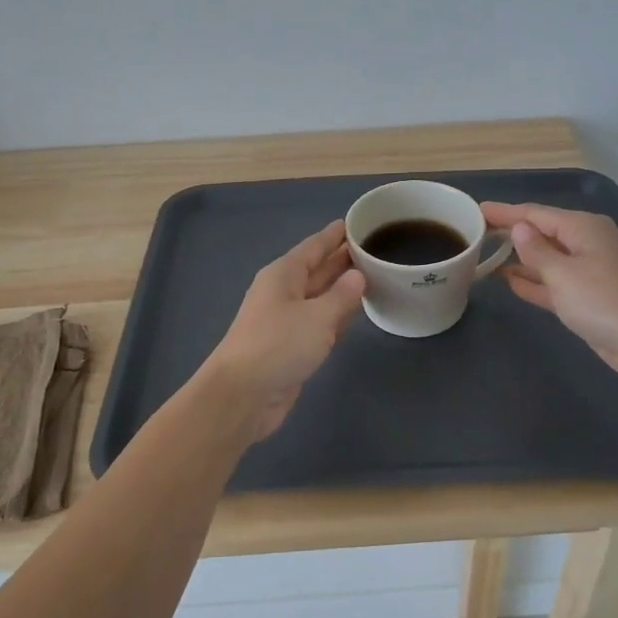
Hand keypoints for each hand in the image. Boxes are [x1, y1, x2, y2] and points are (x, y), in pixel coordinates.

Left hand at [202, 220, 366, 439]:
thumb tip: (357, 276)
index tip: (356, 222)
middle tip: (374, 248)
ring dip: (342, 287)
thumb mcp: (318, 317)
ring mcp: (285, 320)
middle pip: (317, 269)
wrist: (243, 394)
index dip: (335, 235)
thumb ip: (342, 296)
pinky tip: (355, 312)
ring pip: (319, 296)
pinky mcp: (291, 345)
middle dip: (342, 259)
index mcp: (283, 274)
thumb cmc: (279, 345)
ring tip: (373, 276)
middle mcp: (283, 292)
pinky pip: (319, 321)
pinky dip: (336, 314)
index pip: (314, 246)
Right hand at [481, 202, 617, 385]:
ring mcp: (588, 272)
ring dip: (519, 258)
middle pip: (541, 233)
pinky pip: (553, 283)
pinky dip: (533, 281)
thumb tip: (519, 228)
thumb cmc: (605, 302)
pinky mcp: (587, 299)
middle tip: (475, 233)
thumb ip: (536, 251)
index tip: (476, 210)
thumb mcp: (563, 274)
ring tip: (485, 256)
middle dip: (511, 233)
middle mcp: (586, 244)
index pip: (535, 214)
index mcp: (583, 228)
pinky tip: (509, 281)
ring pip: (546, 259)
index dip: (505, 212)